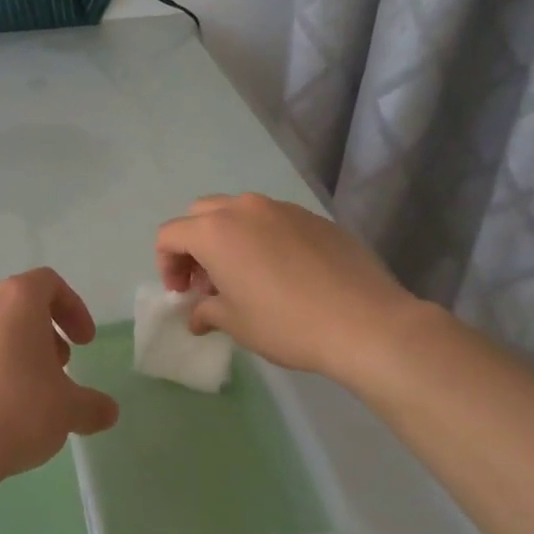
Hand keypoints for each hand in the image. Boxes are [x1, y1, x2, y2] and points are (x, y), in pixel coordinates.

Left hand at [0, 268, 119, 493]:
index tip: (84, 342)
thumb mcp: (68, 410)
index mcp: (16, 299)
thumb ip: (92, 405)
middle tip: (59, 365)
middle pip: (18, 301)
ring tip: (29, 388)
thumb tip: (107, 411)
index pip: (49, 283)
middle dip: (43, 329)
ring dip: (15, 346)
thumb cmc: (17, 411)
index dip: (73, 308)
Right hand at [154, 193, 420, 387]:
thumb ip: (206, 312)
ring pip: (238, 212)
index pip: (169, 235)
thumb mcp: (236, 324)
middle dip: (194, 245)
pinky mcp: (314, 218)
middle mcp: (244, 209)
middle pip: (200, 214)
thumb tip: (198, 315)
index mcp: (215, 231)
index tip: (182, 294)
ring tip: (244, 275)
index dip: (166, 265)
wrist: (367, 323)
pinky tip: (282, 273)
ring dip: (228, 238)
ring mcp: (282, 209)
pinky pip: (273, 221)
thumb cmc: (287, 324)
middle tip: (206, 281)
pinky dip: (263, 239)